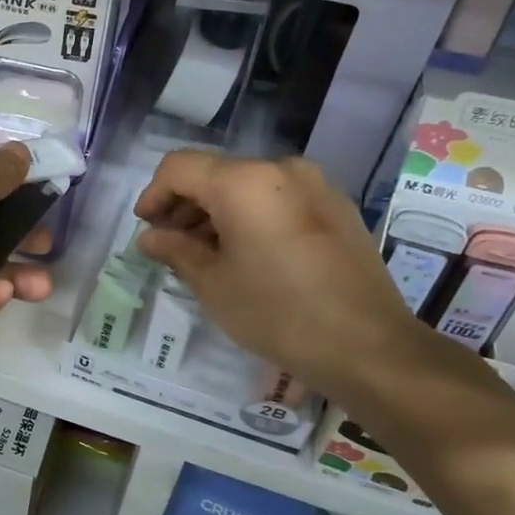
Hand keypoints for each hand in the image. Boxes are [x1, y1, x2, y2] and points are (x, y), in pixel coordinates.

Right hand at [133, 152, 437, 406]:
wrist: (368, 346)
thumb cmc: (277, 313)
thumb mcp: (213, 284)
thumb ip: (176, 250)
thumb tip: (150, 237)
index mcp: (244, 181)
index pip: (179, 167)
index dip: (154, 194)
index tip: (146, 228)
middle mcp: (281, 169)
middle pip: (215, 173)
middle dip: (185, 204)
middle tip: (171, 245)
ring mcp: (315, 185)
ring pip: (248, 185)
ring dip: (217, 211)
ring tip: (206, 253)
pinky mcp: (337, 207)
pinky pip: (278, 198)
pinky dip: (251, 216)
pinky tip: (247, 254)